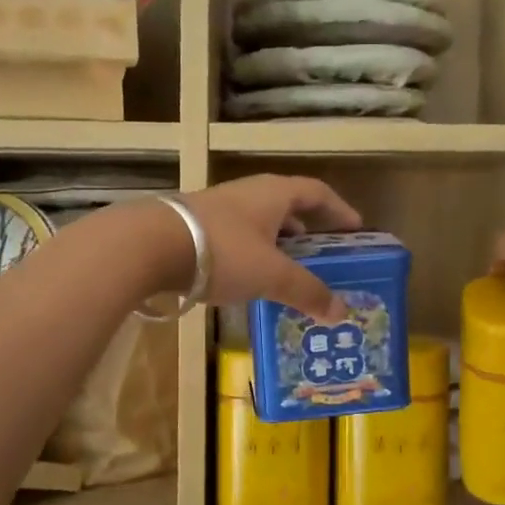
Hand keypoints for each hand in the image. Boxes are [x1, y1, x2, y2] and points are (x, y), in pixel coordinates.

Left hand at [182, 175, 361, 319]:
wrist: (149, 245)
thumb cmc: (224, 251)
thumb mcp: (271, 275)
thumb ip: (307, 291)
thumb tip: (340, 312)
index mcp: (274, 194)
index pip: (316, 192)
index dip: (339, 209)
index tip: (355, 228)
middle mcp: (248, 193)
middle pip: (287, 207)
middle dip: (306, 231)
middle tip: (321, 256)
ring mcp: (218, 208)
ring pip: (258, 223)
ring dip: (276, 245)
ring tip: (286, 273)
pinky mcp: (195, 227)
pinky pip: (236, 237)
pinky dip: (251, 255)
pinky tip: (246, 279)